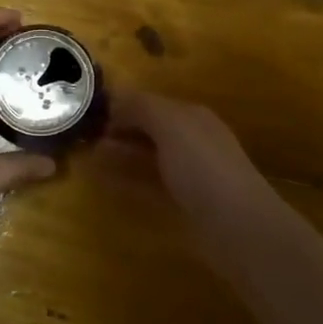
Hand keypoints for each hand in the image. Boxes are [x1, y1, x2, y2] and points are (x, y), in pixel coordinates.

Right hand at [106, 89, 280, 232]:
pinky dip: (128, 179)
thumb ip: (142, 107)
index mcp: (192, 116)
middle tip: (85, 136)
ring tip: (90, 156)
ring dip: (122, 154)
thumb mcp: (171, 124)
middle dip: (121, 130)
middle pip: (151, 129)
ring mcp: (191, 173)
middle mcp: (193, 140)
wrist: (237, 224)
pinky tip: (108, 182)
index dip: (123, 105)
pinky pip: (150, 184)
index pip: (152, 102)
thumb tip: (115, 99)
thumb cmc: (203, 166)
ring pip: (150, 156)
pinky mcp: (186, 203)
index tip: (90, 114)